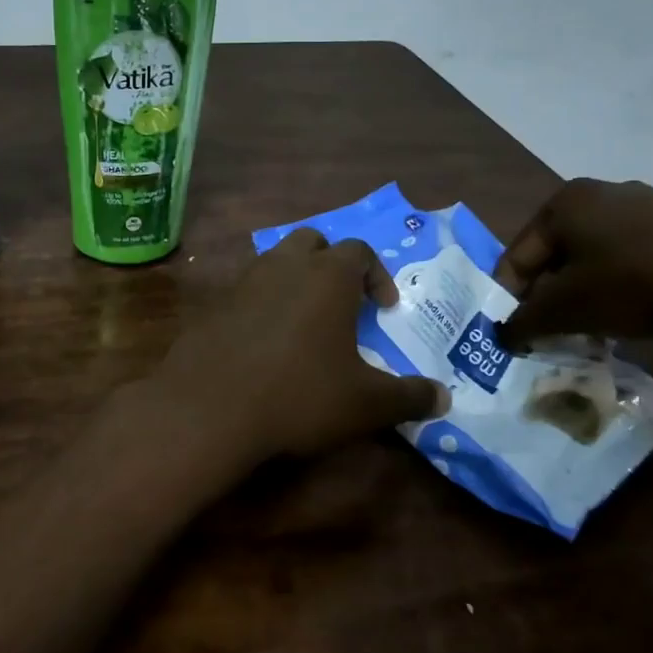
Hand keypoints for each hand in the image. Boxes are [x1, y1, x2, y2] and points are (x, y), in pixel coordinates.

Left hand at [147, 230, 449, 466]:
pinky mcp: (213, 306)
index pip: (359, 252)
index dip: (378, 275)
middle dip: (331, 264)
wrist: (209, 409)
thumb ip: (409, 397)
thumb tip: (444, 399)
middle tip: (342, 302)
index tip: (385, 308)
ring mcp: (242, 283)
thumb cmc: (299, 395)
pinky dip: (261, 305)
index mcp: (327, 276)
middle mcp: (283, 266)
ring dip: (294, 280)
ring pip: (274, 262)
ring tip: (304, 322)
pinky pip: (245, 292)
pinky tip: (265, 343)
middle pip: (312, 243)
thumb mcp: (366, 404)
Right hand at [498, 178, 652, 349]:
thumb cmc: (637, 282)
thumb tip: (502, 336)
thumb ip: (524, 323)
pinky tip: (635, 312)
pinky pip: (631, 258)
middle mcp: (598, 194)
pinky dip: (621, 286)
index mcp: (562, 204)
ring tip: (593, 331)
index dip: (508, 301)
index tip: (514, 337)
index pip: (515, 258)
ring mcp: (644, 204)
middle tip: (552, 336)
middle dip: (550, 299)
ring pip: (593, 259)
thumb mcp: (568, 309)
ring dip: (585, 295)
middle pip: (555, 257)